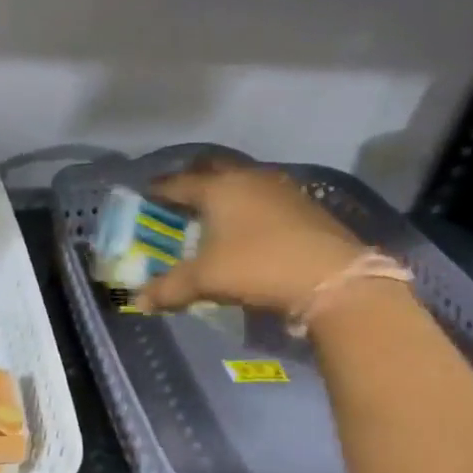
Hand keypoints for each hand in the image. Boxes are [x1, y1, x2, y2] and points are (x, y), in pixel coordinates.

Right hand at [137, 160, 366, 316]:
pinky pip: (264, 197)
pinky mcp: (305, 205)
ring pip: (242, 181)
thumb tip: (139, 301)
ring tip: (213, 212)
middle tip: (179, 197)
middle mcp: (248, 179)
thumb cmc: (256, 267)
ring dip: (225, 192)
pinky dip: (249, 206)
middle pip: (213, 171)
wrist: (333, 278)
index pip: (178, 183)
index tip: (145, 194)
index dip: (159, 190)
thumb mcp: (205, 280)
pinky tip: (248, 226)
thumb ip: (169, 288)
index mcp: (218, 188)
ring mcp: (281, 189)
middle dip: (194, 181)